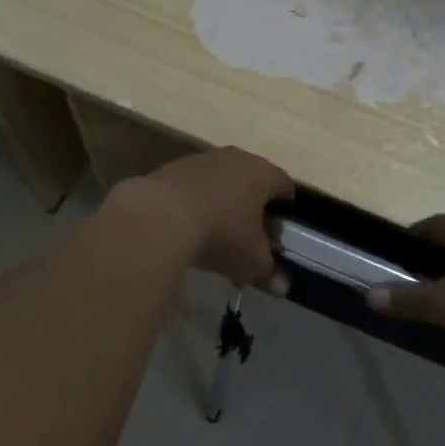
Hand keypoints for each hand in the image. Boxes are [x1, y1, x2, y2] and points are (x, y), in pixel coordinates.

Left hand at [126, 147, 293, 288]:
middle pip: (252, 180)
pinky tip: (187, 228)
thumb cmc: (221, 234)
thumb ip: (269, 272)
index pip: (285, 186)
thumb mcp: (251, 261)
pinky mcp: (171, 168)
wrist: (158, 218)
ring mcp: (201, 160)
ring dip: (222, 202)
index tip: (280, 232)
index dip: (286, 210)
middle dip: (253, 205)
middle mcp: (235, 158)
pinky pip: (193, 186)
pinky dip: (195, 203)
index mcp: (262, 173)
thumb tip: (282, 287)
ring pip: (220, 181)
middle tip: (250, 235)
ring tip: (215, 233)